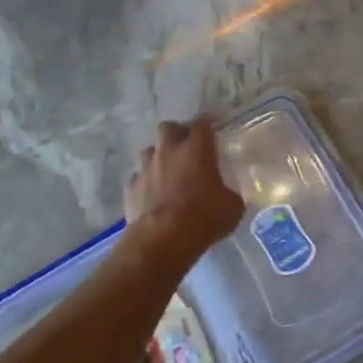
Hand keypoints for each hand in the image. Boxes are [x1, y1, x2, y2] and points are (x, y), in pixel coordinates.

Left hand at [126, 118, 244, 259]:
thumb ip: (230, 194)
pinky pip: (139, 177)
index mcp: (196, 149)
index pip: (202, 123)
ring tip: (168, 172)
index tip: (212, 131)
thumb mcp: (232, 207)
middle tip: (186, 148)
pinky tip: (153, 195)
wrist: (163, 238)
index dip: (207, 125)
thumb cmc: (204, 217)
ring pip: (150, 151)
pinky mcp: (131, 187)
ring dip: (159, 157)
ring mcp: (146, 167)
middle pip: (168, 128)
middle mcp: (168, 150)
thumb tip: (229, 195)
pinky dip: (146, 183)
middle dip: (177, 134)